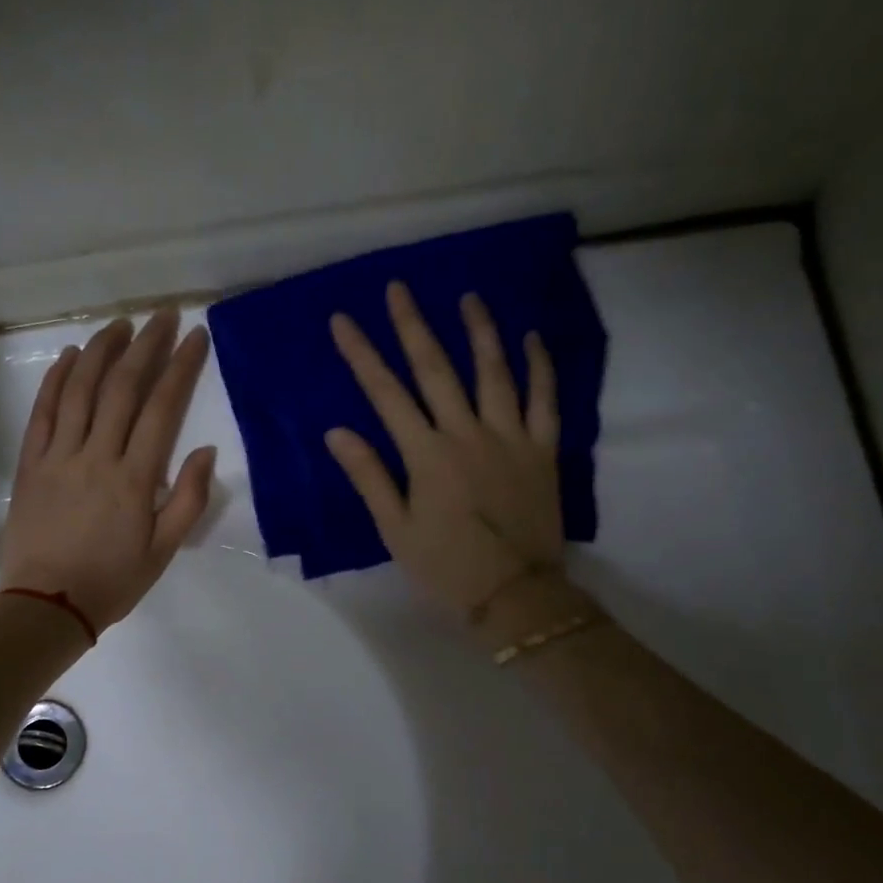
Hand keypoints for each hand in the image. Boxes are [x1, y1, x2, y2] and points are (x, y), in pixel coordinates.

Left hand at [0, 309, 216, 632]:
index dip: (180, 368)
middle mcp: (96, 456)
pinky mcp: (30, 463)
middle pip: (123, 388)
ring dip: (102, 351)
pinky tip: (70, 356)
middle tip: (162, 316)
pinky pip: (43, 412)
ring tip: (120, 325)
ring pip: (80, 390)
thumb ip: (188, 499)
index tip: (195, 338)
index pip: (162, 409)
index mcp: (134, 479)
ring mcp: (58, 455)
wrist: (47, 606)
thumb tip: (204, 451)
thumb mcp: (164, 551)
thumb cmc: (113, 581)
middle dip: (146, 346)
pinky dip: (56, 379)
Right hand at [325, 281, 564, 619]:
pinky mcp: (542, 450)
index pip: (386, 394)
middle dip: (413, 326)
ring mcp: (510, 437)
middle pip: (437, 369)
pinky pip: (544, 399)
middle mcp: (467, 433)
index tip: (344, 321)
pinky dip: (539, 367)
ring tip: (468, 297)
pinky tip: (531, 339)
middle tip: (399, 288)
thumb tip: (337, 432)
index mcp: (426, 455)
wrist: (514, 594)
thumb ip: (369, 476)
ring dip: (479, 331)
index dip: (362, 355)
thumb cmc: (446, 567)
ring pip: (494, 372)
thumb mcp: (396, 529)